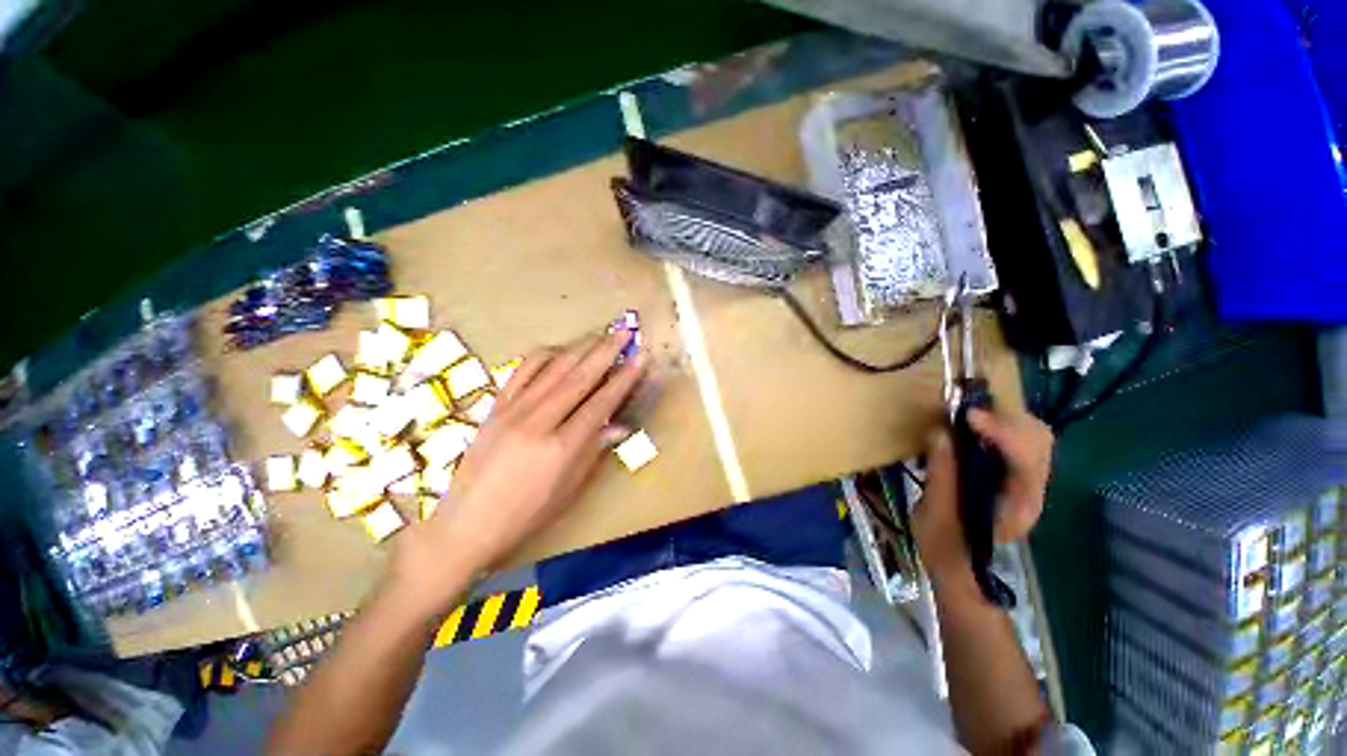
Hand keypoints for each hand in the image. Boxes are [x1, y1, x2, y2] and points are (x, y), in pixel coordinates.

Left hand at [391, 327, 645, 604]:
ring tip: (598, 335)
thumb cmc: (523, 516)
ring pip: (552, 368)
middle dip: (605, 351)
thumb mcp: (567, 491)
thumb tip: (619, 426)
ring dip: (579, 348)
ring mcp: (512, 410)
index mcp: (560, 448)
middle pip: (578, 377)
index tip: (640, 358)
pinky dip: (543, 356)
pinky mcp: (494, 407)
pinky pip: (521, 371)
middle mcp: (537, 421)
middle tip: (624, 331)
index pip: (600, 403)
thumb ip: (593, 451)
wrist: (462, 525)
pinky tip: (558, 350)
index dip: (623, 379)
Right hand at [913, 408, 1053, 590]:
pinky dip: (998, 426)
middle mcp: (1032, 492)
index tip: (967, 416)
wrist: (958, 565)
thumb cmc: (945, 545)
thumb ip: (941, 474)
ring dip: (1003, 418)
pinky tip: (974, 425)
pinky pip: (1017, 439)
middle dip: (1006, 419)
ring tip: (967, 413)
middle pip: (1038, 441)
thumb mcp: (935, 513)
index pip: (1025, 461)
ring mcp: (1026, 482)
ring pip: (1033, 436)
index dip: (1002, 433)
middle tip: (966, 409)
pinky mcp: (1014, 475)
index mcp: (1017, 507)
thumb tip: (941, 433)